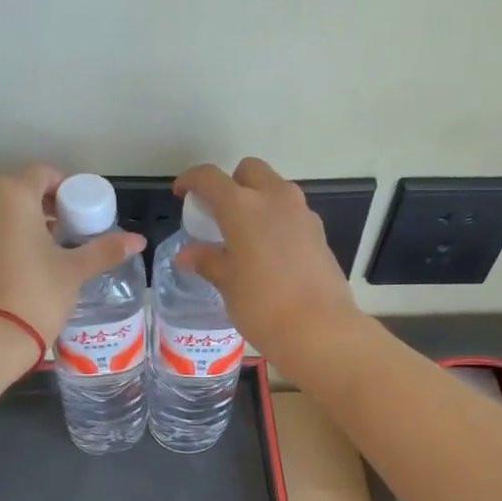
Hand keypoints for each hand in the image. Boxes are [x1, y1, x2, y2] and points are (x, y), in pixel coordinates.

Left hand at [0, 165, 145, 343]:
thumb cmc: (38, 295)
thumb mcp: (75, 271)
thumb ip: (105, 249)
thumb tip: (139, 240)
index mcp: (11, 193)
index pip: (44, 174)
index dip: (65, 191)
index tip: (78, 215)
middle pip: (16, 190)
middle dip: (40, 206)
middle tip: (62, 235)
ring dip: (16, 221)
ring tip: (37, 252)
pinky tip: (11, 266)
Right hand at [174, 158, 363, 365]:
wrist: (319, 329)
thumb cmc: (262, 306)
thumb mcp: (228, 285)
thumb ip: (208, 261)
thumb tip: (187, 254)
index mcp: (243, 207)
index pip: (210, 178)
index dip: (191, 180)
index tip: (182, 193)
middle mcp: (274, 198)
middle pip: (250, 171)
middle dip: (231, 183)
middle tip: (219, 214)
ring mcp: (302, 213)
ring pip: (275, 189)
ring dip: (257, 200)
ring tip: (244, 235)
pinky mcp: (319, 232)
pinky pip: (292, 213)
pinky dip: (276, 220)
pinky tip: (270, 252)